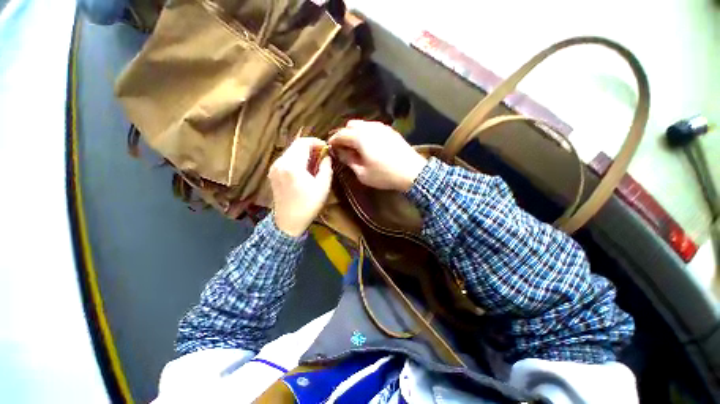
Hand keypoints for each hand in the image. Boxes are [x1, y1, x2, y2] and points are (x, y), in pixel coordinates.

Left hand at [269, 137, 332, 236]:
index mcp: (292, 165)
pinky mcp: (273, 173)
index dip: (317, 142)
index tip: (327, 149)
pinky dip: (297, 159)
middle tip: (323, 155)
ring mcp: (274, 167)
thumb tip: (327, 156)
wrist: (288, 222)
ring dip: (304, 153)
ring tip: (316, 162)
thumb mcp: (323, 187)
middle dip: (311, 147)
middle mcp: (280, 162)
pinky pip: (286, 159)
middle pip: (296, 145)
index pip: (303, 142)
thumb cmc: (308, 205)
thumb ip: (326, 167)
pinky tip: (305, 168)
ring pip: (291, 151)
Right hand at [328, 120, 426, 191]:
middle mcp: (369, 127)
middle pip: (350, 125)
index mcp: (360, 137)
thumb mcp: (362, 173)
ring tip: (356, 146)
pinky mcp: (390, 131)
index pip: (341, 134)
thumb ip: (349, 160)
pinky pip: (373, 127)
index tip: (330, 148)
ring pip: (362, 124)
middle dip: (344, 134)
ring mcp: (382, 127)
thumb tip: (340, 152)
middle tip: (343, 148)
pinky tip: (369, 144)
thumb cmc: (384, 175)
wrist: (412, 172)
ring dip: (355, 133)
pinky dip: (366, 133)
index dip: (333, 141)